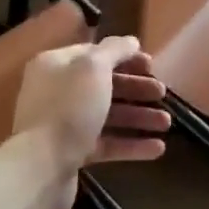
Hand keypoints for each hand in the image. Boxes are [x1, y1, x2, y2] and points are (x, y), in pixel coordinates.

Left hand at [13, 36, 170, 183]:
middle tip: (162, 93)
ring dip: (138, 117)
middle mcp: (56, 91)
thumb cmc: (69, 108)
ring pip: (107, 115)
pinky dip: (131, 144)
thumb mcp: (94, 67)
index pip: (95, 53)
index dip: (125, 57)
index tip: (152, 65)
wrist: (41, 167)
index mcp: (56, 65)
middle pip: (103, 85)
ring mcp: (63, 124)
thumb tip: (131, 41)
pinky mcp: (71, 153)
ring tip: (167, 123)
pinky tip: (157, 148)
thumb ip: (115, 50)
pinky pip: (106, 143)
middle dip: (136, 88)